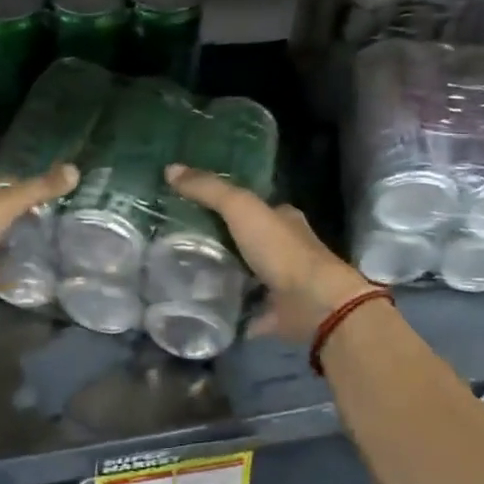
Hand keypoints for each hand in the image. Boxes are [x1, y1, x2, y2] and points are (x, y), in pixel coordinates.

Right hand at [164, 164, 377, 342]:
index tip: (194, 208)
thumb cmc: (280, 250)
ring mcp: (282, 284)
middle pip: (249, 241)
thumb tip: (170, 169)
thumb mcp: (241, 208)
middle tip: (182, 243)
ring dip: (225, 276)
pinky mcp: (276, 314)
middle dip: (223, 242)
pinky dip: (231, 311)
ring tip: (184, 275)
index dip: (227, 205)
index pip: (254, 207)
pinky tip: (204, 310)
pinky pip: (248, 311)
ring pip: (248, 275)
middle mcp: (286, 249)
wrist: (313, 303)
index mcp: (283, 220)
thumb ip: (208, 190)